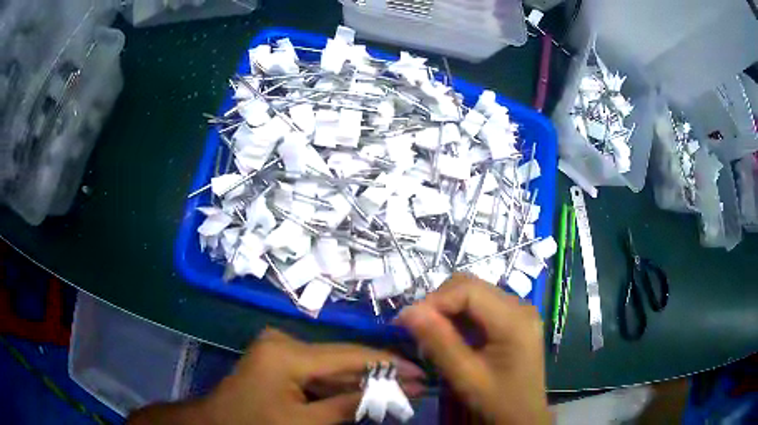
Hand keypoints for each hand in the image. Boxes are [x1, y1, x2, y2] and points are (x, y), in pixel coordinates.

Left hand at [198, 329, 423, 424]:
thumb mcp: (306, 423)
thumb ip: (349, 405)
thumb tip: (394, 392)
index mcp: (287, 353)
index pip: (349, 355)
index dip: (388, 364)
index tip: (421, 372)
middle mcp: (284, 341)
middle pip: (341, 359)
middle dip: (378, 374)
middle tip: (414, 384)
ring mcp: (278, 348)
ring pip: (331, 366)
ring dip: (361, 380)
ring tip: (397, 388)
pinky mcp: (277, 358)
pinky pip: (316, 371)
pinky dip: (339, 384)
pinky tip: (364, 391)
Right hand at [395, 273, 548, 424]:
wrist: (523, 417)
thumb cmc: (498, 401)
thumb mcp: (466, 376)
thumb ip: (439, 342)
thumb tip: (407, 311)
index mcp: (514, 319)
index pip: (468, 289)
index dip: (435, 300)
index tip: (408, 322)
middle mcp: (520, 305)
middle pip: (471, 286)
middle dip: (440, 303)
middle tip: (419, 330)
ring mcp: (519, 311)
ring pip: (474, 293)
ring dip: (448, 309)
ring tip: (432, 335)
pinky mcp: (514, 320)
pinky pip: (481, 306)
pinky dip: (460, 316)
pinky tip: (452, 337)